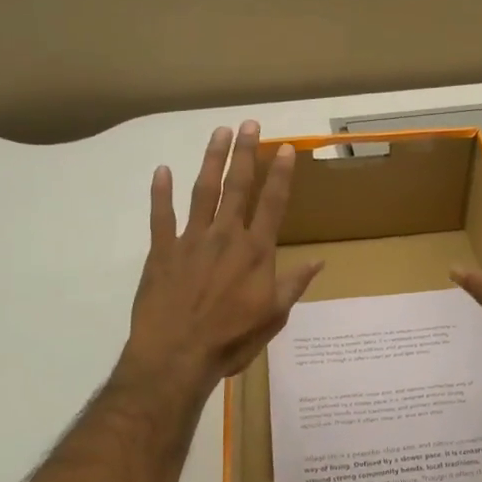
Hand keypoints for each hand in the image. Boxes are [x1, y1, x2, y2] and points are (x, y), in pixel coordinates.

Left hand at [123, 121, 322, 389]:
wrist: (176, 358)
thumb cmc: (231, 340)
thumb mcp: (273, 317)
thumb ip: (294, 285)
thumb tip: (320, 261)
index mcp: (255, 252)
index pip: (272, 203)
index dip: (280, 174)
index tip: (285, 147)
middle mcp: (226, 236)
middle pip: (238, 186)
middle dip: (245, 153)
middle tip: (248, 124)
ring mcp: (191, 240)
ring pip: (203, 191)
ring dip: (211, 160)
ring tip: (218, 132)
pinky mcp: (162, 251)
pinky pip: (161, 216)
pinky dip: (161, 192)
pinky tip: (162, 170)